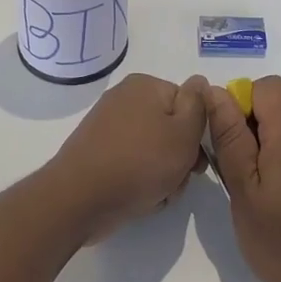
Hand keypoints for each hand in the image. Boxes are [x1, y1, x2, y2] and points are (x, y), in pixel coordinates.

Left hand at [47, 74, 208, 241]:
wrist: (80, 199)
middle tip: (177, 181)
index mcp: (145, 86)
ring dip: (162, 175)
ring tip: (157, 195)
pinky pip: (131, 162)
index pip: (187, 104)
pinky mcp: (97, 152)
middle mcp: (125, 99)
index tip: (196, 160)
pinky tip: (140, 199)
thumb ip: (198, 105)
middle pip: (169, 128)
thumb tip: (200, 82)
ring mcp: (108, 126)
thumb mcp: (183, 133)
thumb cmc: (139, 163)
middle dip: (179, 159)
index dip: (196, 134)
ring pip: (153, 150)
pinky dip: (140, 180)